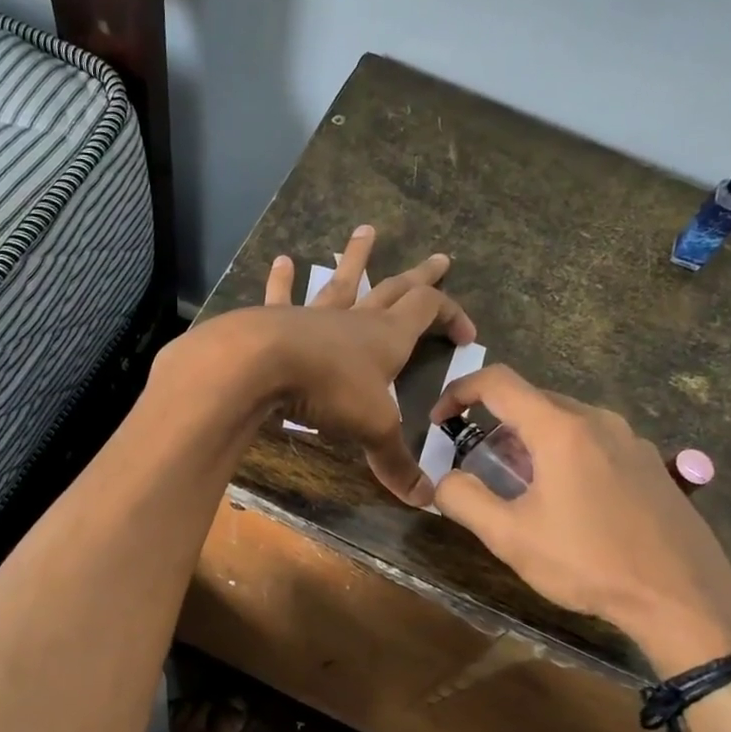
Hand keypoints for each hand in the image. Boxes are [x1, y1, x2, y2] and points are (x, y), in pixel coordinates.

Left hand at [258, 224, 475, 505]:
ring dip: (356, 258)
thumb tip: (427, 500)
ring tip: (364, 231)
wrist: (262, 366)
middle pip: (396, 288)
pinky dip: (283, 280)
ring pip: (343, 281)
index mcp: (388, 336)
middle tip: (439, 258)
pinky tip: (281, 261)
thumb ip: (397, 462)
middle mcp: (356, 318)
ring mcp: (315, 314)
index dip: (452, 315)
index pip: (430, 311)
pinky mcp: (277, 320)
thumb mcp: (373, 429)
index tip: (468, 333)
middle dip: (420, 276)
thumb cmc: (329, 391)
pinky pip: (283, 295)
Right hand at [429, 366, 730, 672]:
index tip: (440, 422)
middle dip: (495, 425)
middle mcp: (598, 421)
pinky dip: (565, 456)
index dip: (459, 392)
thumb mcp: (510, 537)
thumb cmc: (589, 563)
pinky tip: (569, 503)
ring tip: (521, 489)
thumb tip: (444, 479)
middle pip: (532, 401)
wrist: (683, 597)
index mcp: (561, 429)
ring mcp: (631, 441)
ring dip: (531, 443)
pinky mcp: (651, 464)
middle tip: (479, 468)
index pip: (498, 382)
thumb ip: (463, 500)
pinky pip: (594, 443)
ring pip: (565, 423)